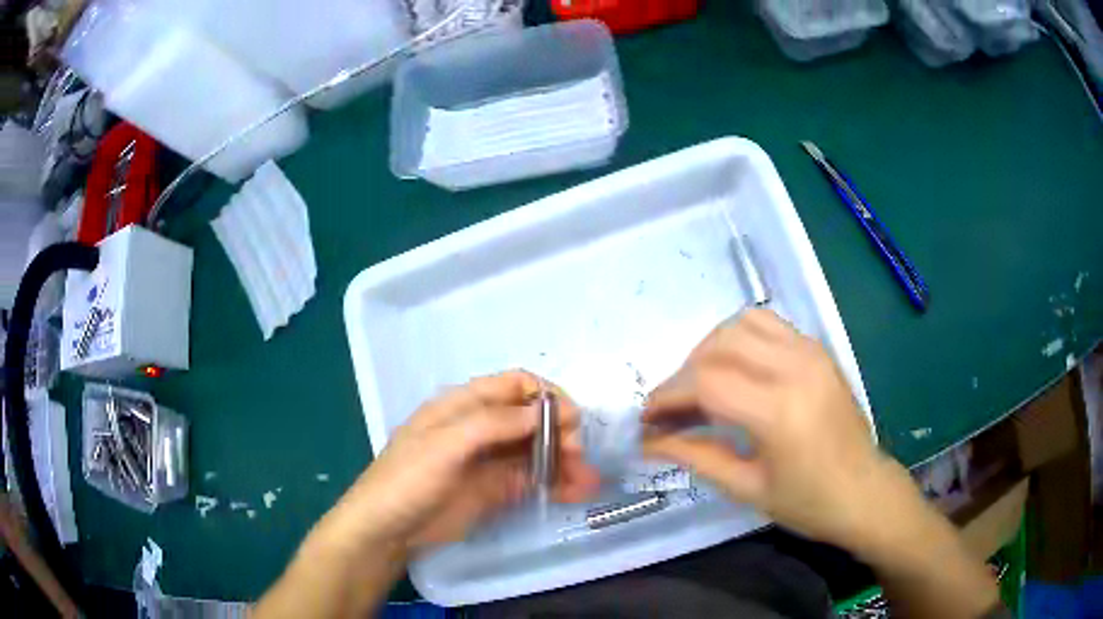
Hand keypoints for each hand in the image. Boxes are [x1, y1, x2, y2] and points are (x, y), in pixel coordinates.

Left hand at [336, 371, 599, 552]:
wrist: (389, 529)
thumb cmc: (408, 478)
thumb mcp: (444, 445)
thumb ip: (492, 424)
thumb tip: (543, 412)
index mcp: (465, 405)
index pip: (515, 385)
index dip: (546, 396)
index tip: (571, 419)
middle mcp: (483, 427)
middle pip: (533, 418)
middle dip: (561, 431)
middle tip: (578, 457)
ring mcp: (491, 460)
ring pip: (538, 450)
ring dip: (565, 460)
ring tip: (588, 481)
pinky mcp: (497, 489)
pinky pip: (534, 479)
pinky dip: (557, 482)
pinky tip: (576, 492)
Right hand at [642, 309, 897, 548]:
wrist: (863, 490)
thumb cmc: (807, 501)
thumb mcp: (746, 487)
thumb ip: (695, 456)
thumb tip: (648, 441)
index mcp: (779, 411)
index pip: (706, 382)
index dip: (667, 395)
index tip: (647, 417)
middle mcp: (795, 368)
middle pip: (719, 345)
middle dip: (683, 373)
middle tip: (673, 408)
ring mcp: (810, 352)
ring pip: (741, 324)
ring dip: (710, 348)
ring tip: (702, 384)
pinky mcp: (817, 349)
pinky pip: (768, 324)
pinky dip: (740, 338)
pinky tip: (736, 369)